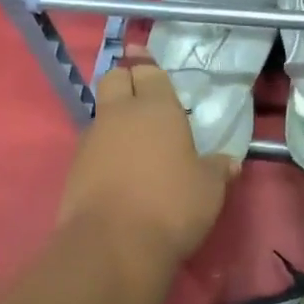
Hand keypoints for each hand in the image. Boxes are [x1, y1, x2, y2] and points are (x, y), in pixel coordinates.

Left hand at [57, 54, 237, 282]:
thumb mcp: (209, 189)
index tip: (145, 58)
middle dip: (125, 80)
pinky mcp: (75, 168)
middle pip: (114, 79)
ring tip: (135, 139)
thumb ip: (217, 169)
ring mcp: (91, 140)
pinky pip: (93, 145)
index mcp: (156, 108)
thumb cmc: (171, 206)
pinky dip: (105, 149)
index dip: (148, 65)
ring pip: (101, 114)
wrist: (113, 245)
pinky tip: (120, 169)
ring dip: (115, 118)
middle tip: (140, 94)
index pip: (148, 71)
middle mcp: (119, 115)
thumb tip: (229, 162)